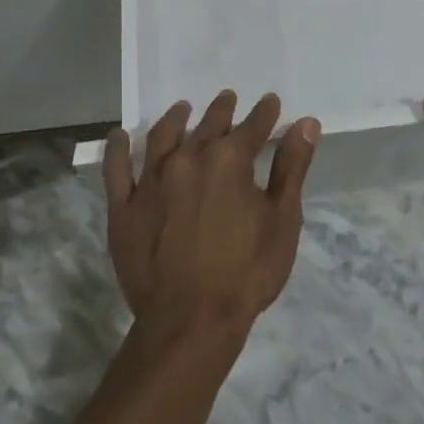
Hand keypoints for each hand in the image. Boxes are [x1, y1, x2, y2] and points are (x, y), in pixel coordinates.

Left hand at [104, 90, 319, 339]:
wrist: (190, 323)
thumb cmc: (246, 274)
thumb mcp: (282, 221)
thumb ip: (292, 168)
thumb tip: (307, 123)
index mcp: (228, 160)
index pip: (252, 126)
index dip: (264, 114)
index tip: (270, 103)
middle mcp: (187, 158)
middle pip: (208, 125)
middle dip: (222, 111)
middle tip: (228, 99)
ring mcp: (151, 181)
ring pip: (163, 136)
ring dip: (176, 119)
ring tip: (183, 109)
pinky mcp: (123, 207)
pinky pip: (116, 169)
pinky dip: (117, 148)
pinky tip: (120, 136)